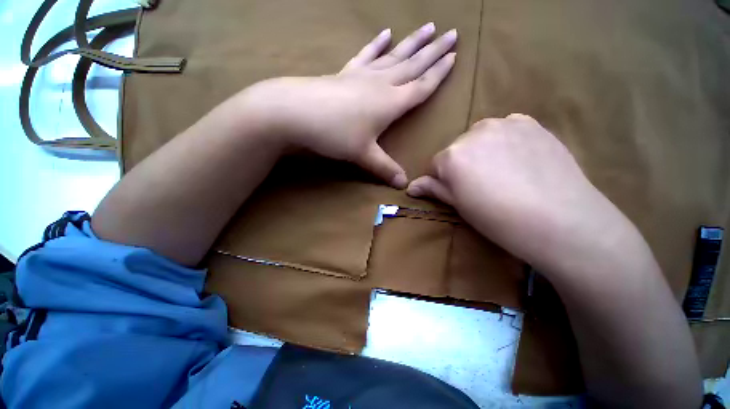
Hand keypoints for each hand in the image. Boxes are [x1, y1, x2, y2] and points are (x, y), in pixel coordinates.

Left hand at [237, 23, 456, 187]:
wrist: (296, 112)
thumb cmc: (335, 134)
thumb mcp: (363, 155)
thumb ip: (384, 169)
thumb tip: (403, 185)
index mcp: (390, 103)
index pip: (421, 87)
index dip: (438, 74)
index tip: (454, 57)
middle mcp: (381, 84)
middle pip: (413, 65)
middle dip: (434, 50)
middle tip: (452, 32)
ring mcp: (362, 75)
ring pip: (394, 55)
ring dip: (411, 42)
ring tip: (428, 27)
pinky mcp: (346, 73)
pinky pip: (365, 55)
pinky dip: (376, 44)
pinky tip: (384, 33)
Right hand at [407, 114, 629, 273]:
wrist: (559, 220)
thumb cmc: (498, 219)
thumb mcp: (459, 206)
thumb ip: (434, 189)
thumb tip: (410, 187)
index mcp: (451, 156)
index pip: (435, 165)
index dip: (444, 180)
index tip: (458, 193)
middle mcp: (472, 133)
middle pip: (457, 149)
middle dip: (462, 164)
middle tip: (482, 185)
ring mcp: (504, 124)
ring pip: (480, 137)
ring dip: (483, 150)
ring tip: (503, 172)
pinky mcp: (530, 123)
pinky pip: (507, 128)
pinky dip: (506, 140)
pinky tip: (520, 158)